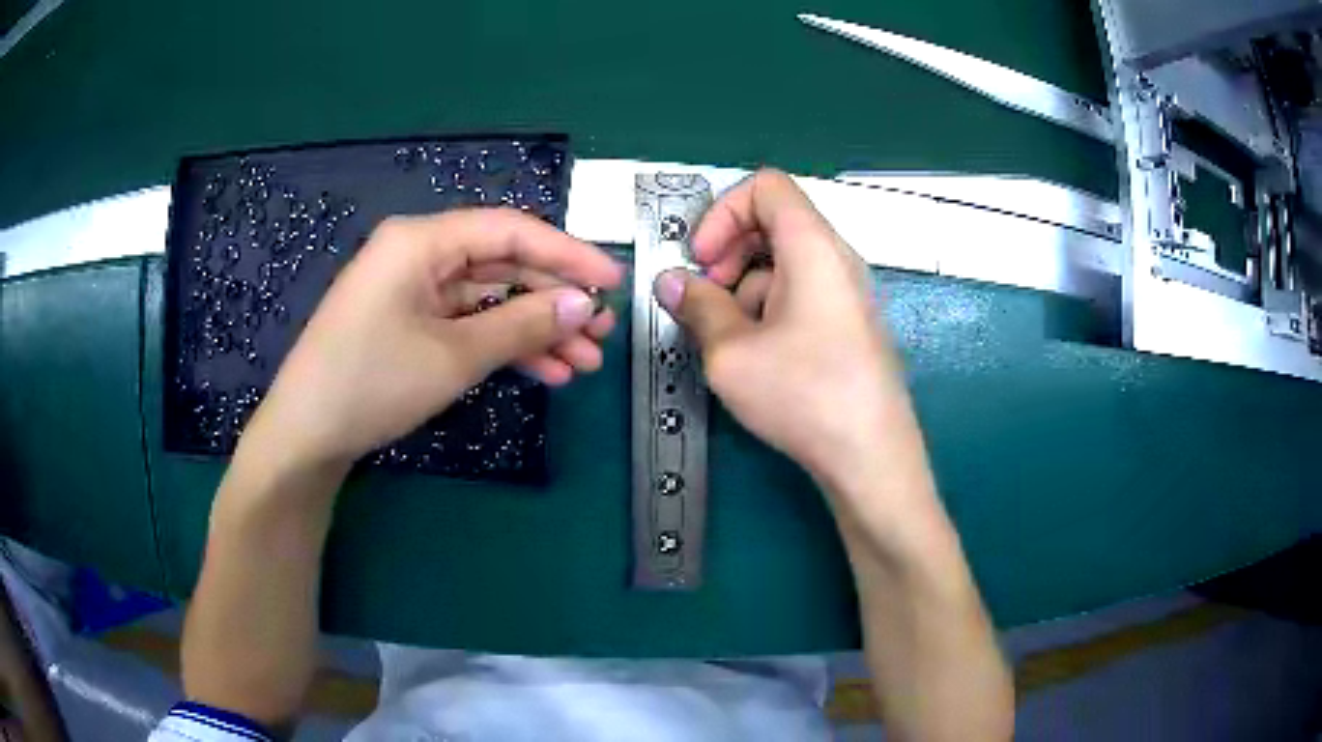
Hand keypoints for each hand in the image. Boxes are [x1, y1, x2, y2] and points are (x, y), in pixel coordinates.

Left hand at [243, 209, 623, 467]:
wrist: (306, 436)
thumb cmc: (371, 383)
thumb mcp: (452, 356)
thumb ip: (521, 325)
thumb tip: (582, 304)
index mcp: (421, 241)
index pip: (510, 231)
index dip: (567, 254)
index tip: (612, 282)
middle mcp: (418, 254)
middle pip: (502, 265)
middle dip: (553, 300)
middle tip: (601, 333)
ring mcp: (412, 290)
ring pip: (489, 299)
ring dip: (534, 328)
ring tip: (582, 361)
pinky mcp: (408, 323)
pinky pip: (466, 323)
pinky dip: (502, 345)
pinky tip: (543, 372)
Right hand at [652, 169, 906, 488]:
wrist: (871, 456)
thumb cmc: (804, 394)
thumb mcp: (732, 351)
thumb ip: (696, 306)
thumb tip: (670, 282)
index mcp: (813, 246)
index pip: (766, 187)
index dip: (722, 212)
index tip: (702, 259)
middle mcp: (836, 258)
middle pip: (774, 224)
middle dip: (729, 253)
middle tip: (707, 300)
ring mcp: (847, 293)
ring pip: (784, 264)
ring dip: (745, 290)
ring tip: (730, 343)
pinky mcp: (850, 325)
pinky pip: (803, 294)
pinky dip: (770, 310)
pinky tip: (759, 359)